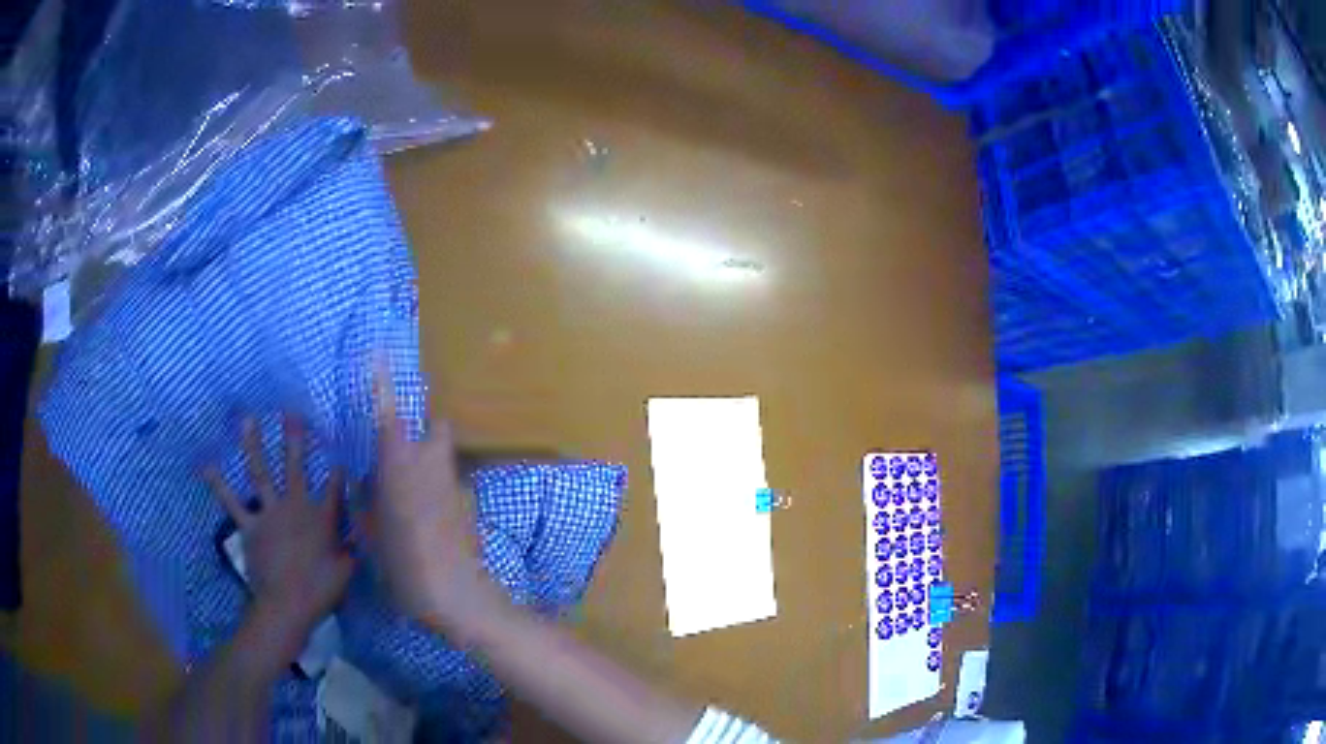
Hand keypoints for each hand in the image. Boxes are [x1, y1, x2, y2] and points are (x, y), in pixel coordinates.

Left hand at [204, 415, 355, 658]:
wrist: (287, 604)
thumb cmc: (321, 590)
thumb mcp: (347, 570)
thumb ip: (353, 544)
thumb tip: (362, 528)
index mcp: (322, 517)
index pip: (335, 487)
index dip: (339, 471)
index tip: (341, 456)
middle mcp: (296, 506)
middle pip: (295, 466)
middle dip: (295, 438)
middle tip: (291, 412)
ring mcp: (270, 513)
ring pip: (260, 472)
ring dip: (253, 444)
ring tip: (248, 419)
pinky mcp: (250, 525)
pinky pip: (231, 502)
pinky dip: (218, 484)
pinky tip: (207, 465)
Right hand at [365, 366, 505, 640]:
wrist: (458, 597)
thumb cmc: (405, 566)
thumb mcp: (372, 534)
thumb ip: (367, 501)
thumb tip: (364, 482)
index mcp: (400, 467)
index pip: (390, 413)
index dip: (383, 382)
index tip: (378, 352)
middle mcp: (432, 467)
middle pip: (435, 426)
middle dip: (422, 424)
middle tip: (399, 442)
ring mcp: (455, 485)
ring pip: (443, 455)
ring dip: (428, 458)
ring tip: (407, 486)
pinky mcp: (469, 505)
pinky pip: (449, 483)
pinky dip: (436, 488)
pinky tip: (426, 517)